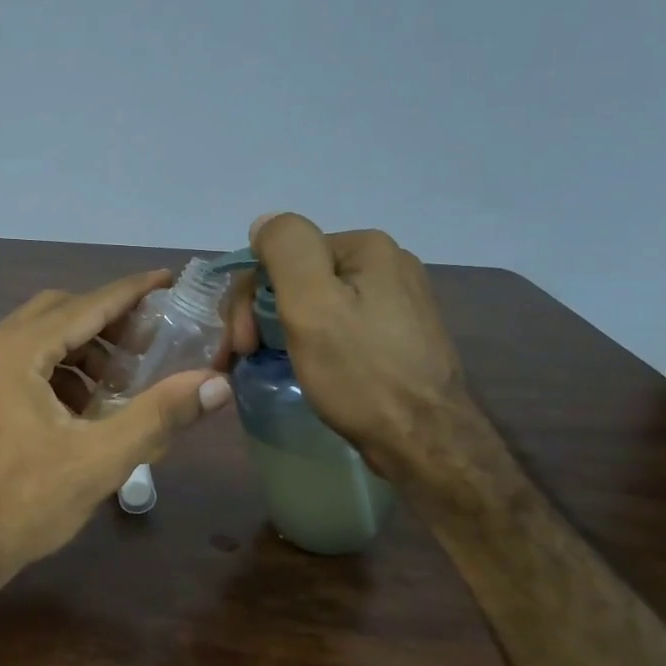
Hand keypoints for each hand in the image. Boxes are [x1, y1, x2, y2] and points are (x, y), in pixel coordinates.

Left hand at [0, 270, 231, 575]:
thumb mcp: (99, 459)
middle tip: (148, 342)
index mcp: (14, 352)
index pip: (85, 306)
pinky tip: (82, 406)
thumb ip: (159, 415)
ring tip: (119, 381)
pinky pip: (19, 362)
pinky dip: (55, 370)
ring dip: (81, 349)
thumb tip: (217, 383)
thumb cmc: (24, 504)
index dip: (130, 292)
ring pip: (36, 338)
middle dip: (106, 322)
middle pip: (57, 313)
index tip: (167, 279)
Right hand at [225, 213, 471, 481]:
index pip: (281, 256)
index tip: (240, 342)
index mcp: (366, 248)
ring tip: (264, 364)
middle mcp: (386, 265)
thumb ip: (285, 249)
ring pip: (314, 303)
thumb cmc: (361, 373)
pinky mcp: (396, 336)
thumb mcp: (312, 304)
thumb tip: (264, 223)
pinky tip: (302, 365)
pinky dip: (309, 341)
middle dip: (260, 314)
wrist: (425, 443)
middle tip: (244, 356)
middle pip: (297, 278)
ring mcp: (395, 301)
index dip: (250, 296)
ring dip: (279, 329)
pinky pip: (336, 324)